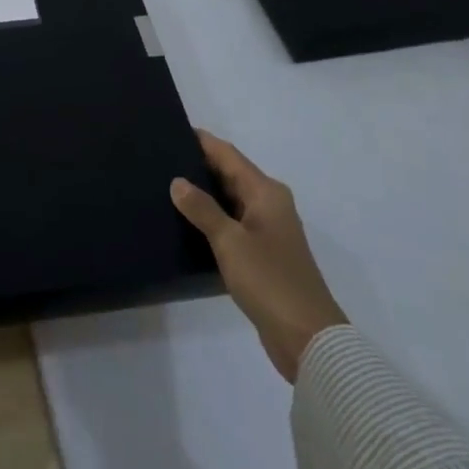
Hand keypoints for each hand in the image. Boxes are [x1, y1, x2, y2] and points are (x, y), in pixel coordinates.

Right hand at [170, 131, 347, 382]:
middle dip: (198, 166)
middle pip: (230, 175)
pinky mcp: (263, 255)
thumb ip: (202, 209)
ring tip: (165, 188)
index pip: (228, 155)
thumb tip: (177, 181)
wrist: (308, 339)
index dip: (202, 141)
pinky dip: (211, 219)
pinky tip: (186, 224)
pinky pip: (231, 225)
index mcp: (266, 192)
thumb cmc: (270, 280)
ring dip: (203, 194)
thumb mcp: (230, 241)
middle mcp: (269, 205)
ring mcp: (267, 231)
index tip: (171, 130)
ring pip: (229, 201)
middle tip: (159, 159)